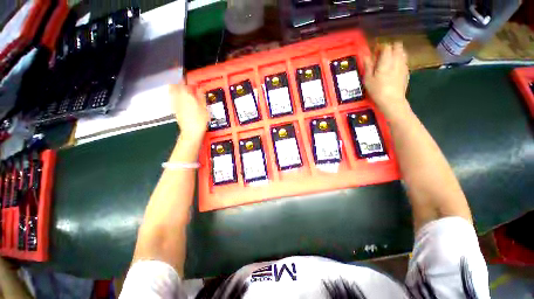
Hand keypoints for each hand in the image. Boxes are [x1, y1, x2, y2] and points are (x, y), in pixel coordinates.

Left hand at [169, 84, 208, 140]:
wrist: (191, 132)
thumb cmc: (200, 121)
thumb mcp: (204, 108)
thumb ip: (201, 97)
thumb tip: (199, 90)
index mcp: (187, 96)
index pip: (183, 83)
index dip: (185, 79)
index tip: (188, 79)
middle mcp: (178, 99)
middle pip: (174, 86)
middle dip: (176, 82)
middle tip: (180, 80)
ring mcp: (175, 105)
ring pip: (171, 92)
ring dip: (174, 88)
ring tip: (179, 87)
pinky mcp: (175, 110)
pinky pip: (172, 99)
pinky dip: (174, 96)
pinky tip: (179, 98)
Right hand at [364, 42, 409, 116]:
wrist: (392, 100)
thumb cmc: (377, 90)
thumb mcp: (368, 79)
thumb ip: (368, 66)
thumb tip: (366, 56)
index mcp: (387, 60)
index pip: (386, 46)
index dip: (380, 47)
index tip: (375, 51)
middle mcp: (397, 60)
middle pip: (397, 46)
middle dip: (389, 47)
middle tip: (381, 55)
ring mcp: (404, 65)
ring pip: (402, 52)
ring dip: (395, 53)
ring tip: (388, 60)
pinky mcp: (407, 72)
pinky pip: (404, 61)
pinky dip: (399, 60)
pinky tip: (393, 69)